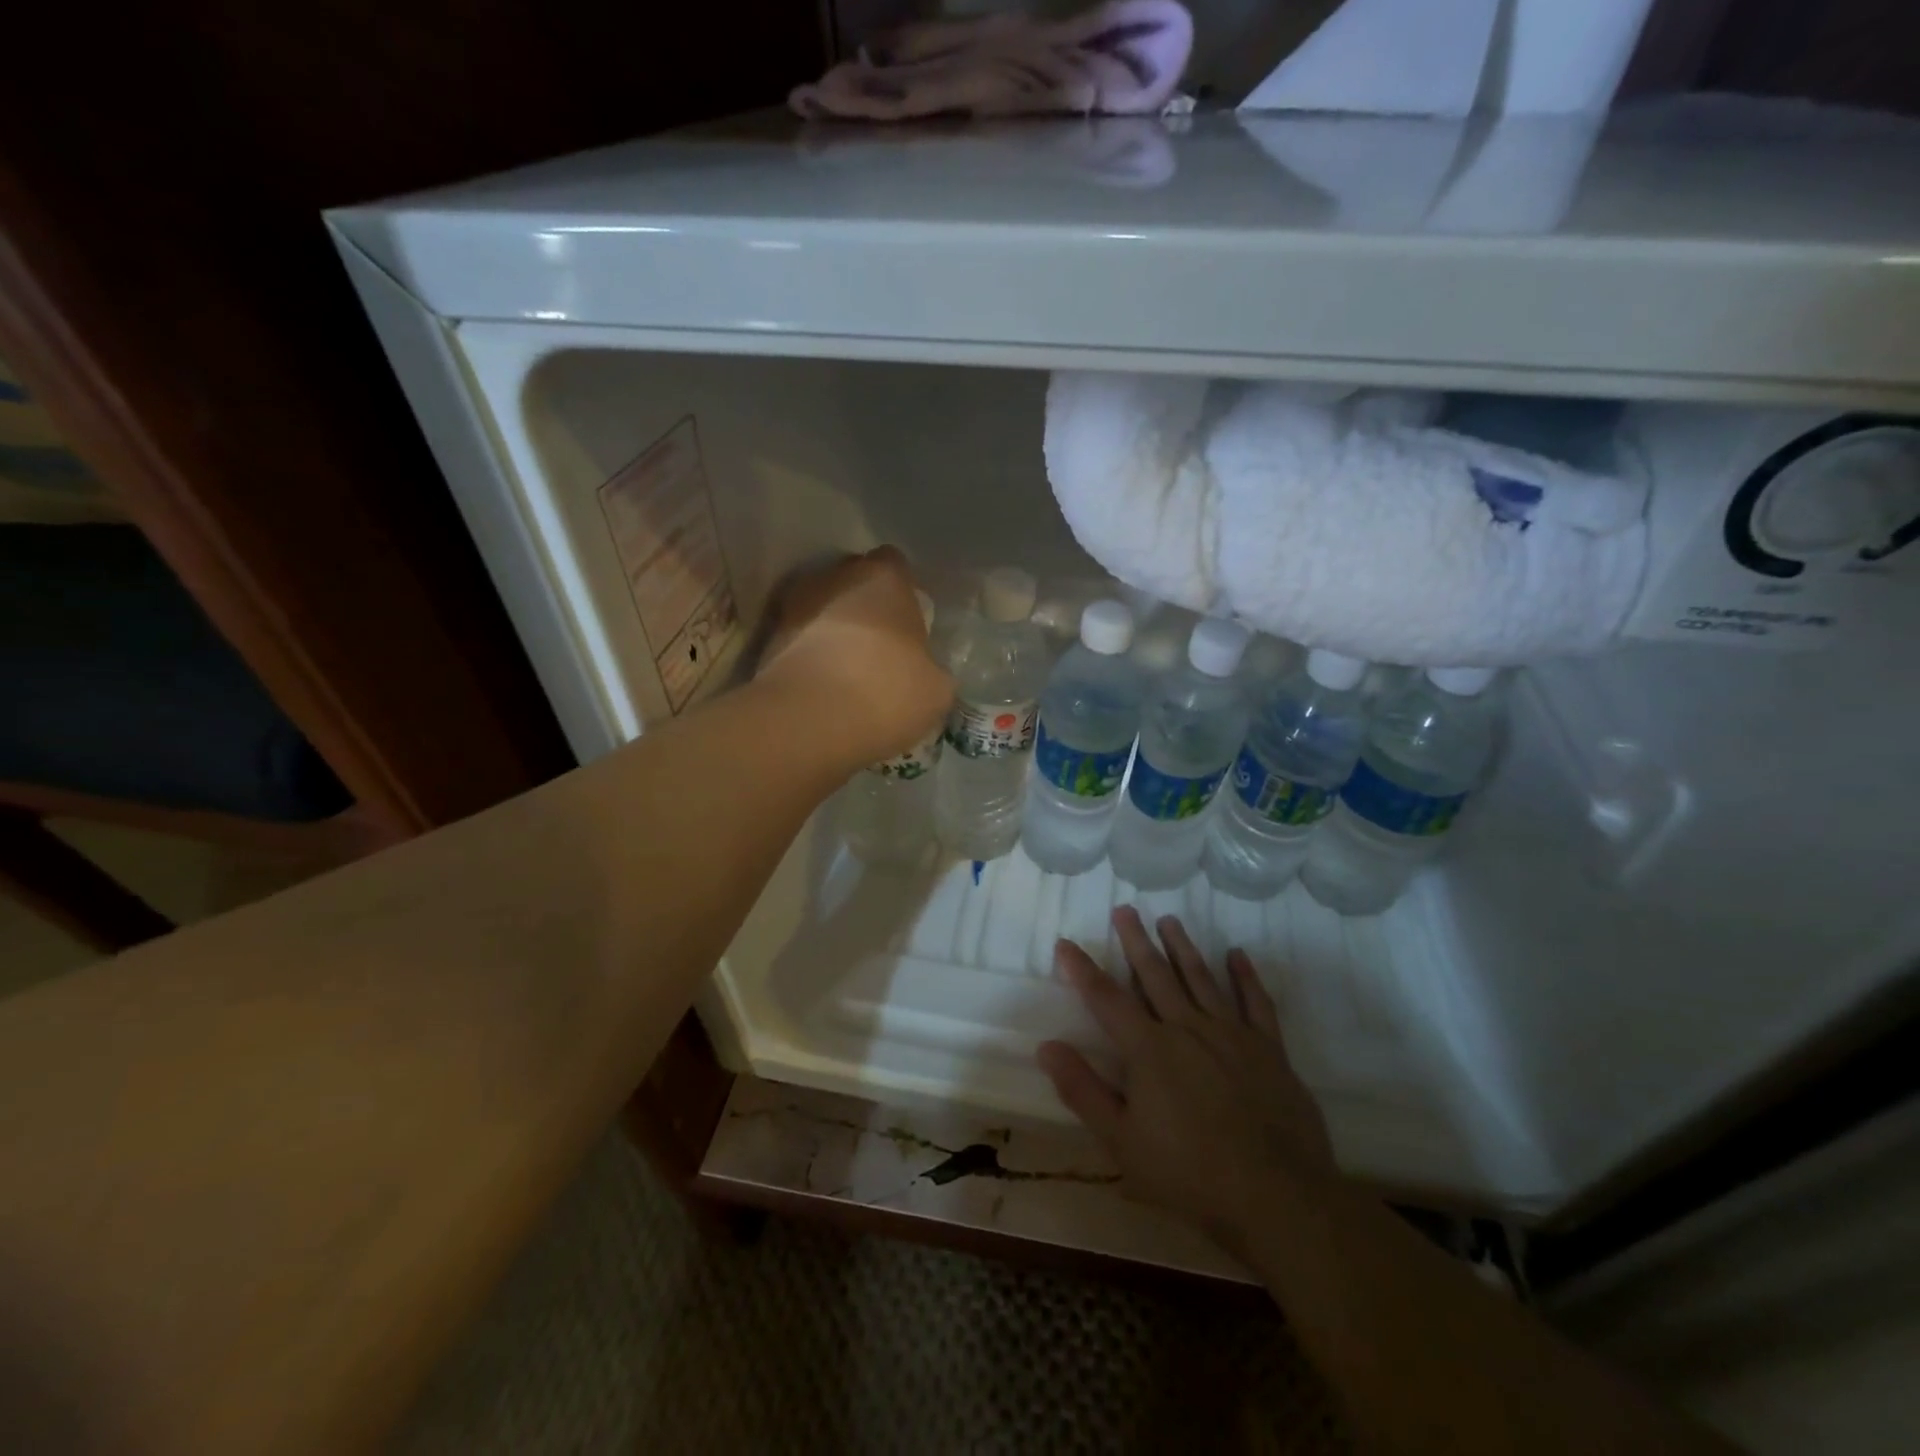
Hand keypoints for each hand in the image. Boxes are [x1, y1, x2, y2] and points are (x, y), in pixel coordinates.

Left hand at [756, 546, 953, 772]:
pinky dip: (812, 657)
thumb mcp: (936, 690)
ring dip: (834, 632)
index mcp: (885, 577)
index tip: (909, 624)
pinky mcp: (769, 639)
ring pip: (824, 610)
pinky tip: (825, 689)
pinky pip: (801, 641)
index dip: (904, 593)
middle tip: (881, 647)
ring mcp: (796, 605)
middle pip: (855, 582)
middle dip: (865, 608)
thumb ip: (932, 670)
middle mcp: (836, 576)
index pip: (896, 565)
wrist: (807, 720)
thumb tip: (925, 673)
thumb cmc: (886, 691)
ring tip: (849, 672)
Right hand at [1037, 906, 1337, 1256]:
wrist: (1277, 1198)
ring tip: (1169, 920)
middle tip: (1125, 910)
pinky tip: (1237, 955)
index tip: (1066, 943)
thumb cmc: (1189, 1174)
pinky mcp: (1269, 1049)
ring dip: (1182, 947)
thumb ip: (1083, 1091)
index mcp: (1149, 1049)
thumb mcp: (1122, 1142)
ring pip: (1201, 978)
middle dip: (1136, 941)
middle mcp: (1188, 1028)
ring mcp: (1232, 1034)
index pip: (1106, 998)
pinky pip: (1256, 1002)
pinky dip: (1245, 975)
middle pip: (1155, 974)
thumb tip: (1046, 1047)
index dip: (1083, 970)